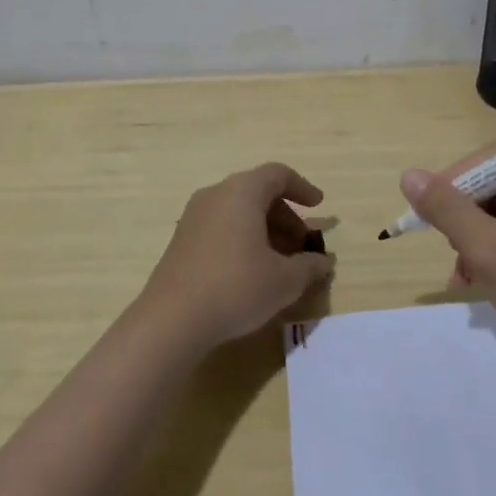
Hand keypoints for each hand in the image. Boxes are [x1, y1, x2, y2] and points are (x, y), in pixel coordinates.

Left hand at [137, 162, 336, 350]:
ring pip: (238, 211)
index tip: (318, 207)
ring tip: (281, 263)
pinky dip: (243, 239)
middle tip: (302, 245)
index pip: (278, 174)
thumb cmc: (236, 287)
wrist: (171, 321)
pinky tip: (253, 272)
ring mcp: (193, 218)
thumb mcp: (285, 280)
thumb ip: (310, 266)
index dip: (302, 188)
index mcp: (241, 192)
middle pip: (258, 192)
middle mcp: (215, 195)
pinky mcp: (182, 241)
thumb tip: (324, 262)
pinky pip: (221, 227)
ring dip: (265, 230)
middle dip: (286, 216)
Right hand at [399, 152, 495, 372]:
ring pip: (495, 216)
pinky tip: (466, 282)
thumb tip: (409, 175)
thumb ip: (448, 210)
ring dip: (470, 241)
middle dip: (465, 216)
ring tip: (460, 272)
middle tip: (447, 242)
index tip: (428, 203)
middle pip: (495, 187)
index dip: (460, 176)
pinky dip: (483, 257)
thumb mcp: (491, 251)